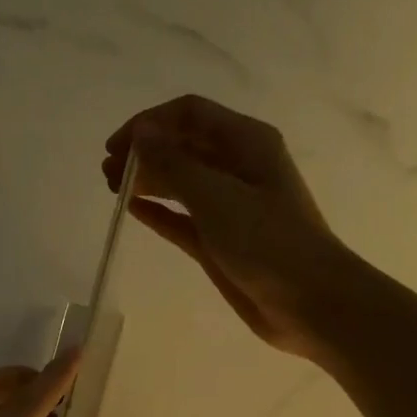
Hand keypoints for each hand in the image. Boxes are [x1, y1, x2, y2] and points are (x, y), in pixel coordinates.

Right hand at [104, 94, 350, 358]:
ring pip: (180, 181)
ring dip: (148, 179)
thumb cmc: (267, 242)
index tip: (115, 148)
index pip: (189, 114)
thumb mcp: (216, 197)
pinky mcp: (219, 240)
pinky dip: (158, 211)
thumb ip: (174, 164)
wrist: (309, 301)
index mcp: (246, 142)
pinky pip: (182, 217)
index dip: (149, 124)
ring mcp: (228, 205)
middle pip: (183, 145)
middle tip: (107, 174)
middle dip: (144, 152)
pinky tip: (133, 210)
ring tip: (113, 190)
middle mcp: (237, 166)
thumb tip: (140, 133)